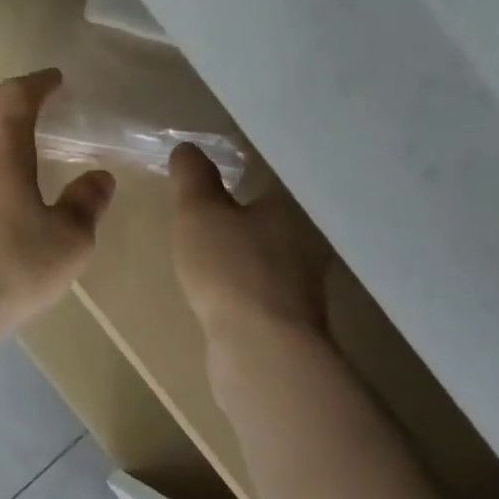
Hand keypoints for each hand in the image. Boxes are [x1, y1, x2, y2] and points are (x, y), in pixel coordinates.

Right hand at [169, 143, 331, 339]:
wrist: (261, 350)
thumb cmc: (231, 269)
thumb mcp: (199, 212)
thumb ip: (193, 176)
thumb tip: (189, 149)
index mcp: (294, 203)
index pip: (271, 173)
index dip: (242, 167)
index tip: (215, 167)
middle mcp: (309, 237)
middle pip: (273, 212)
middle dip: (244, 208)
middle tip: (207, 204)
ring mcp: (304, 279)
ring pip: (269, 249)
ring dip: (245, 246)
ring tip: (210, 244)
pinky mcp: (292, 314)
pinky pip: (262, 282)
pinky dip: (244, 278)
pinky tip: (222, 285)